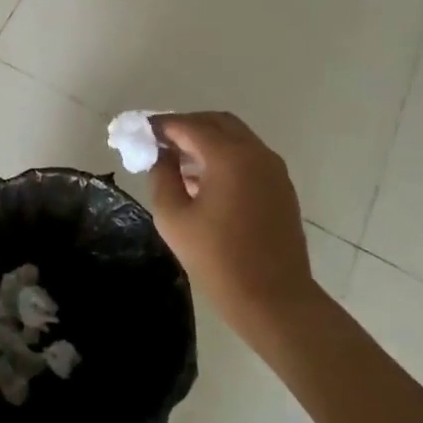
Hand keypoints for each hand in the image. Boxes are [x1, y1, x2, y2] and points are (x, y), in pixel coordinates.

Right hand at [147, 112, 316, 331]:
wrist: (275, 301)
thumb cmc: (218, 259)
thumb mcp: (173, 217)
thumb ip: (162, 176)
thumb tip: (161, 155)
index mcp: (229, 156)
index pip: (188, 125)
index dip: (162, 125)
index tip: (141, 131)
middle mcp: (255, 153)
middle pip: (216, 122)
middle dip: (186, 126)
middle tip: (161, 142)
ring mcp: (273, 169)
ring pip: (235, 137)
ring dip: (207, 140)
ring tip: (178, 162)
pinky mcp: (281, 187)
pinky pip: (248, 156)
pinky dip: (225, 156)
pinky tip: (204, 181)